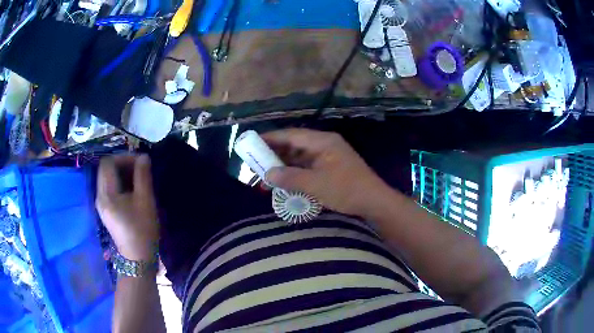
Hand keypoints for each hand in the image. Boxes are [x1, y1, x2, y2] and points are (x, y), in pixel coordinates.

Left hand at [96, 155, 158, 260]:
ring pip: (107, 178)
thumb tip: (144, 157)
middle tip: (140, 169)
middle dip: (123, 164)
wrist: (138, 259)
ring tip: (138, 179)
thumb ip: (143, 176)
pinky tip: (133, 191)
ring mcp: (101, 204)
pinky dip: (120, 184)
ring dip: (122, 174)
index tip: (140, 163)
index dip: (123, 157)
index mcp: (106, 194)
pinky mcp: (106, 210)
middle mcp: (99, 196)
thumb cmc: (142, 230)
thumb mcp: (145, 201)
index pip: (108, 162)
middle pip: (106, 169)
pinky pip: (110, 188)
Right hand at [263, 129, 389, 217]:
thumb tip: (267, 174)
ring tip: (266, 175)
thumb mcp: (316, 184)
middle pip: (295, 145)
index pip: (292, 135)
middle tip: (256, 162)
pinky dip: (295, 174)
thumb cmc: (347, 190)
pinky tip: (283, 181)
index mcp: (323, 142)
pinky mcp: (330, 169)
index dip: (272, 138)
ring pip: (300, 157)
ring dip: (284, 166)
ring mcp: (328, 158)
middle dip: (275, 154)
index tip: (253, 143)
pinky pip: (307, 168)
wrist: (374, 202)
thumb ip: (290, 178)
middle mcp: (324, 145)